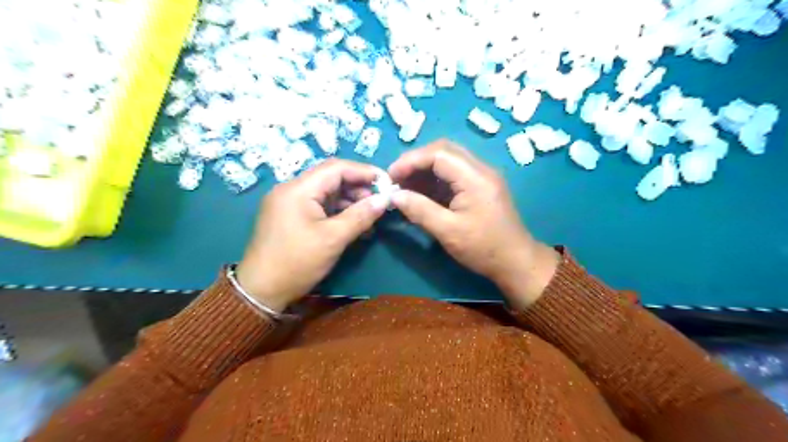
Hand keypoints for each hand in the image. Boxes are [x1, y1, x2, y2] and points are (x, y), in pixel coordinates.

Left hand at [237, 159, 390, 310]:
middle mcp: (291, 189)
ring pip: (326, 192)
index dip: (363, 171)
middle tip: (379, 202)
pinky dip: (337, 212)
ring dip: (349, 201)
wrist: (261, 291)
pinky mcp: (290, 216)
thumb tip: (385, 199)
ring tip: (370, 217)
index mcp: (298, 189)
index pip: (336, 168)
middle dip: (358, 187)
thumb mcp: (333, 239)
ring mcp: (289, 203)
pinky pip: (319, 206)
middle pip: (331, 178)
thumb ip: (361, 215)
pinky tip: (353, 224)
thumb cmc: (297, 262)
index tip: (386, 182)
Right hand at [389, 138, 559, 306]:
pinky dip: (434, 181)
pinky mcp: (479, 187)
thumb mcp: (448, 231)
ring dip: (424, 171)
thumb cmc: (483, 248)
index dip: (411, 161)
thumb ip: (419, 210)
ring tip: (404, 188)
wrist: (516, 262)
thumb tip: (394, 196)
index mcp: (475, 177)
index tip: (390, 177)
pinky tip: (420, 194)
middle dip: (416, 162)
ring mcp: (481, 177)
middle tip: (396, 179)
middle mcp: (480, 169)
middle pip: (443, 151)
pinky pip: (453, 175)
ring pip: (447, 161)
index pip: (438, 153)